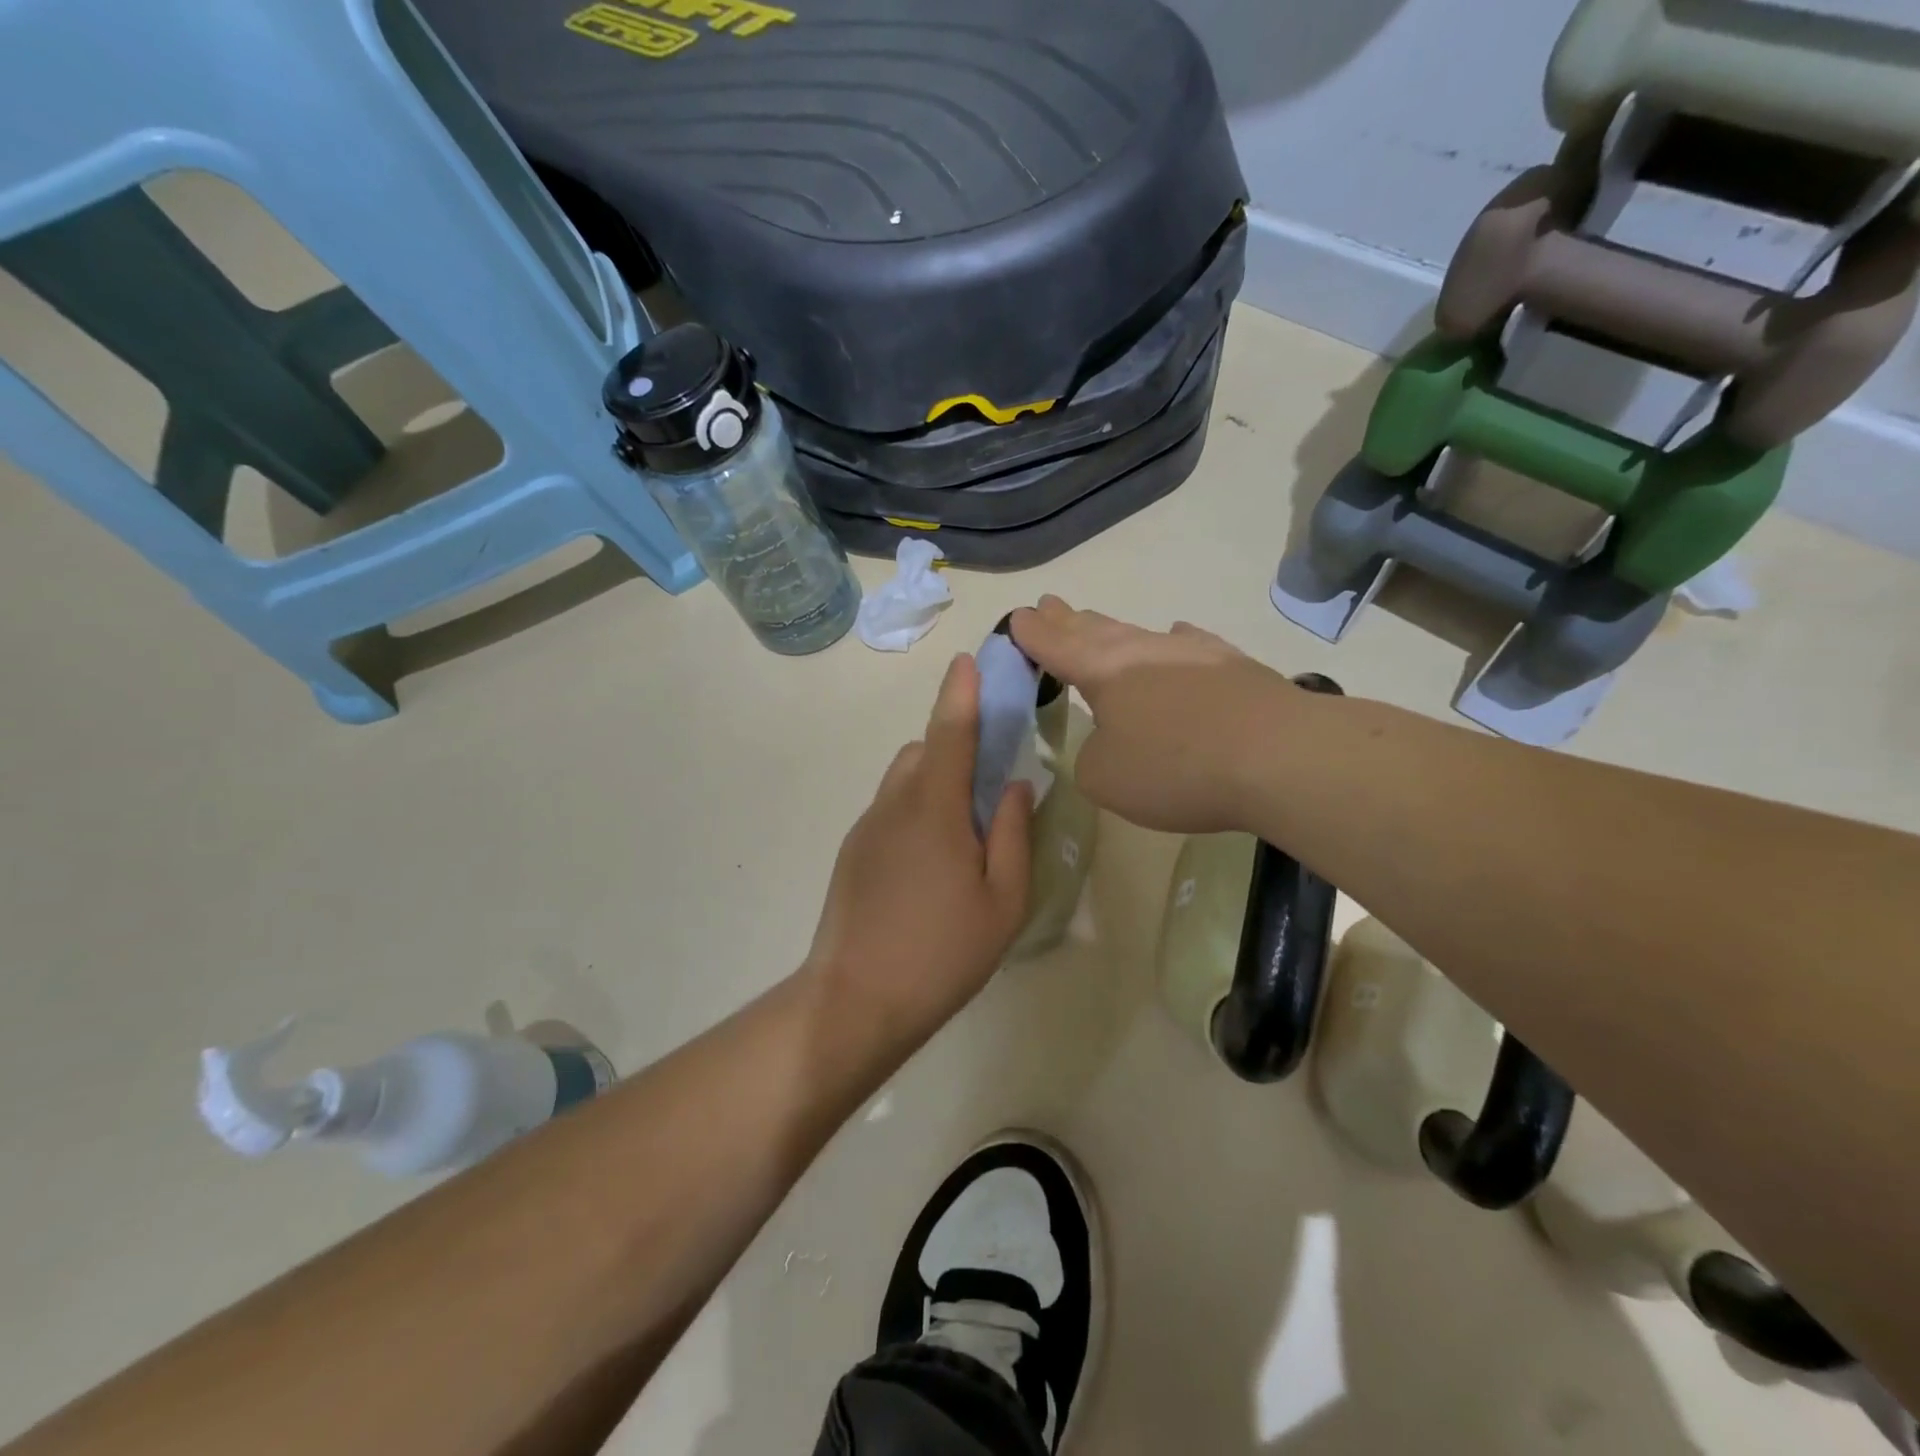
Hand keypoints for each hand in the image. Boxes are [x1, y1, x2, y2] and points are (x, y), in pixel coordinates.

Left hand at [807, 653, 1033, 1044]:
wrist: (855, 1000)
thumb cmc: (942, 952)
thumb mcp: (1003, 901)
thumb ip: (1013, 834)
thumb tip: (1014, 785)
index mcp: (935, 809)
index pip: (950, 731)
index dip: (962, 692)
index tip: (970, 661)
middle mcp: (895, 804)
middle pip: (925, 751)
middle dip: (956, 749)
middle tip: (989, 789)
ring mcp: (867, 827)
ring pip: (905, 780)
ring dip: (935, 782)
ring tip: (961, 836)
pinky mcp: (852, 851)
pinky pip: (891, 809)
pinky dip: (915, 810)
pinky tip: (929, 866)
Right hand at [1010, 596, 1298, 833]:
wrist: (1278, 757)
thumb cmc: (1174, 767)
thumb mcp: (1105, 778)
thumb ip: (1091, 756)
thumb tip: (1112, 740)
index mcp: (1103, 671)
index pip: (1056, 646)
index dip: (1032, 634)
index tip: (1016, 617)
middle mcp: (1142, 651)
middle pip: (1094, 629)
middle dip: (1066, 620)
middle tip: (1048, 604)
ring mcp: (1191, 653)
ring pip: (1138, 634)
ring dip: (1112, 629)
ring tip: (1095, 621)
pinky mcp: (1232, 666)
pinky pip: (1190, 645)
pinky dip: (1174, 642)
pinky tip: (1177, 635)